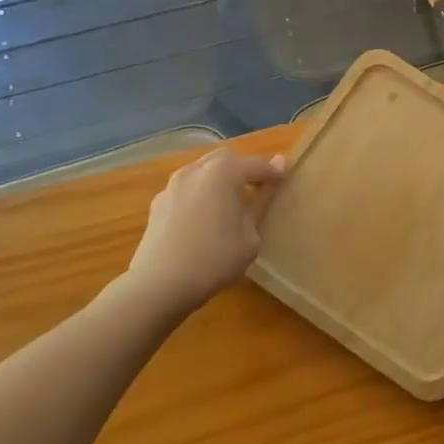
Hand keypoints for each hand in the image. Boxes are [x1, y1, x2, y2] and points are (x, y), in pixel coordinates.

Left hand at [112, 149, 285, 316]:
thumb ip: (262, 201)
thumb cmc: (215, 258)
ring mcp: (173, 185)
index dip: (274, 172)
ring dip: (219, 181)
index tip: (285, 179)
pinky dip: (200, 195)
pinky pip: (187, 189)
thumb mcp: (250, 234)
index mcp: (224, 172)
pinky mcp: (157, 203)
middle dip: (243, 170)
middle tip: (256, 191)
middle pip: (226, 159)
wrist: (160, 284)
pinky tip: (202, 221)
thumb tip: (274, 176)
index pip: (257, 165)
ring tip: (227, 207)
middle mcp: (197, 169)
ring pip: (203, 171)